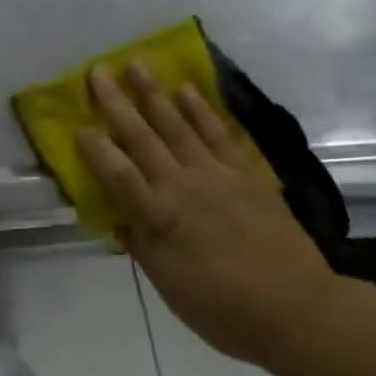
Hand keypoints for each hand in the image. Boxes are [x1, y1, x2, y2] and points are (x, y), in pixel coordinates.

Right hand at [77, 63, 340, 365]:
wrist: (297, 310)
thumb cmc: (222, 308)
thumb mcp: (168, 285)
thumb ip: (141, 245)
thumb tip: (117, 218)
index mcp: (158, 218)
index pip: (117, 174)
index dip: (95, 148)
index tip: (78, 124)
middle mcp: (182, 186)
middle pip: (142, 138)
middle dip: (115, 104)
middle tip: (97, 72)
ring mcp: (216, 175)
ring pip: (177, 125)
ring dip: (153, 93)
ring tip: (136, 65)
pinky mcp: (246, 174)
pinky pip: (218, 134)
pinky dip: (201, 110)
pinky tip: (185, 90)